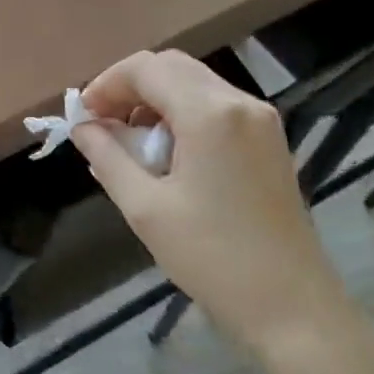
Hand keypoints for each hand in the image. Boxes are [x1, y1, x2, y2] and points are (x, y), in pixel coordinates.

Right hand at [71, 50, 349, 355]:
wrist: (291, 306)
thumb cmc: (211, 257)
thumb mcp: (145, 208)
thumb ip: (107, 157)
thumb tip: (82, 127)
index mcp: (210, 114)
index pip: (146, 69)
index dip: (106, 84)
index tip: (82, 117)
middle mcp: (240, 103)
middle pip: (172, 67)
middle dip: (129, 87)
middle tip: (101, 125)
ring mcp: (261, 120)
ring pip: (195, 84)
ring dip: (155, 100)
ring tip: (129, 143)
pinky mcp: (269, 140)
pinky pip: (215, 106)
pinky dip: (181, 115)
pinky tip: (165, 153)